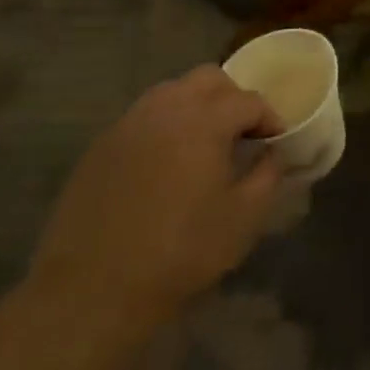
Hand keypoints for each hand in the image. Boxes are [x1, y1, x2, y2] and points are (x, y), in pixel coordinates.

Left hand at [25, 67, 282, 335]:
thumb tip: (271, 153)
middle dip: (232, 98)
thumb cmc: (180, 252)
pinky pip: (143, 118)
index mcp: (204, 121)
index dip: (269, 117)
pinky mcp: (100, 147)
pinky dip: (164, 127)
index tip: (276, 141)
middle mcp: (165, 109)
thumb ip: (268, 175)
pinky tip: (166, 164)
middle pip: (208, 79)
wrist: (92, 291)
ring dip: (196, 107)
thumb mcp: (243, 219)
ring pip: (171, 92)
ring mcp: (128, 125)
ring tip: (204, 144)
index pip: (248, 100)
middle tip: (242, 132)